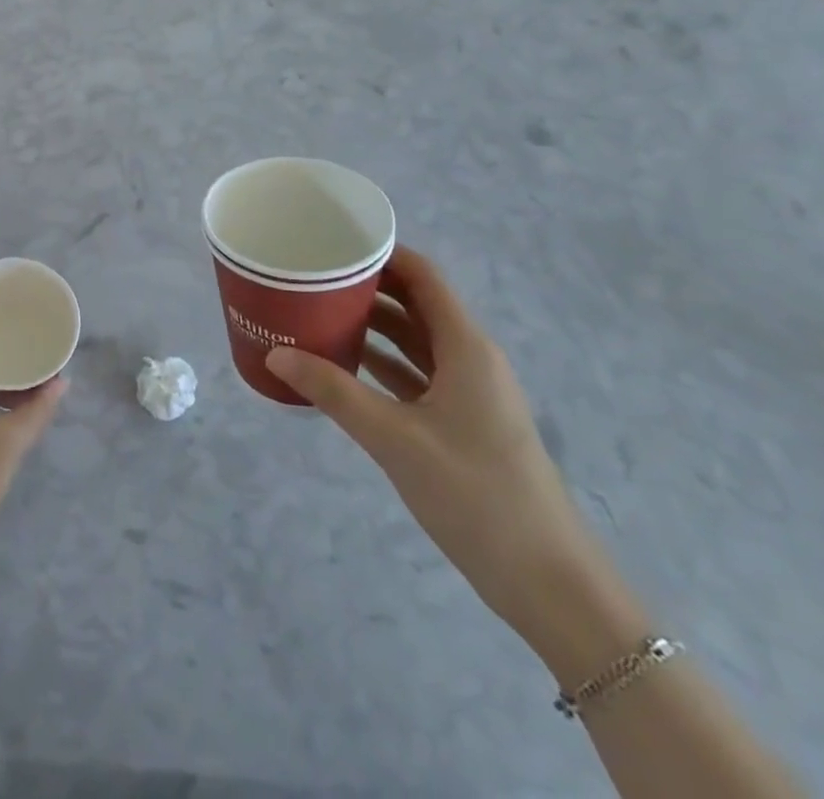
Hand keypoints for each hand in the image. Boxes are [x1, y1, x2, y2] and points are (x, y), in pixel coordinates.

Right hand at [266, 247, 623, 650]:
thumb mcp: (394, 438)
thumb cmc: (476, 494)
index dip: (381, 252)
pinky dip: (382, 362)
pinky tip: (343, 365)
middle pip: (416, 303)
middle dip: (367, 286)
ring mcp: (468, 391)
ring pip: (415, 339)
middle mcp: (470, 358)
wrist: (547, 581)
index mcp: (466, 347)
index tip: (332, 241)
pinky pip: (416, 373)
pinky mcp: (462, 421)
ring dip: (372, 325)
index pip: (422, 275)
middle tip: (312, 276)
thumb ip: (333, 392)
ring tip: (317, 312)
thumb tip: (275, 354)